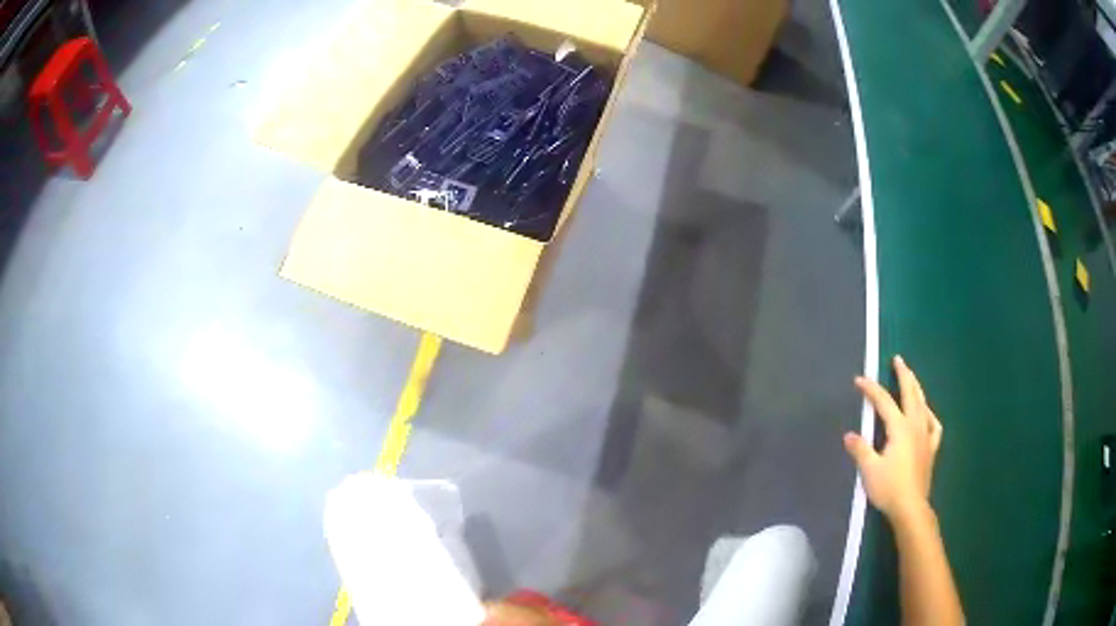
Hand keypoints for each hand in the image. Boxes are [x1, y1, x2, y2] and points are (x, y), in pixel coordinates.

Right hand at [844, 355, 942, 520]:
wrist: (911, 507)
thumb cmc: (889, 488)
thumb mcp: (869, 469)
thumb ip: (860, 449)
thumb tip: (849, 435)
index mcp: (899, 428)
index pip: (884, 402)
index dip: (871, 389)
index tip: (860, 379)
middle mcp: (915, 426)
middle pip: (910, 394)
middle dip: (903, 375)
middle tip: (898, 360)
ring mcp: (925, 436)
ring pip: (923, 405)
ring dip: (917, 389)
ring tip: (912, 380)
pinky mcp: (931, 448)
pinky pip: (933, 425)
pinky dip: (929, 415)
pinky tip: (926, 414)